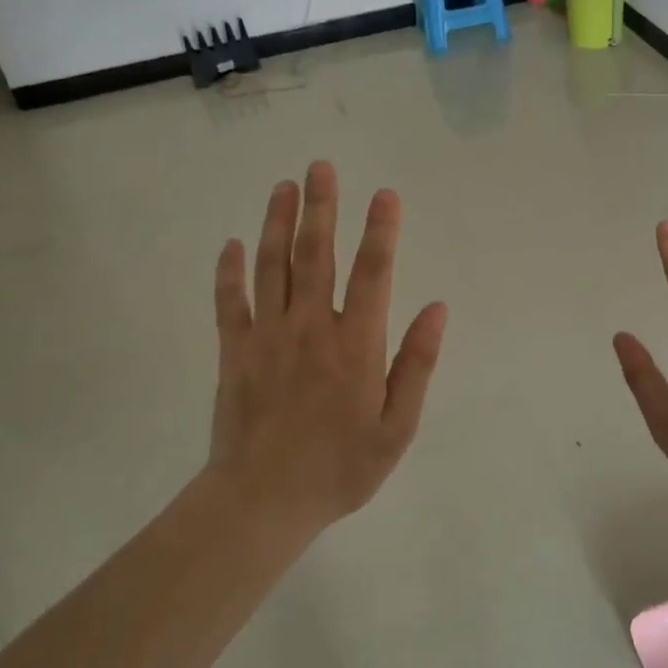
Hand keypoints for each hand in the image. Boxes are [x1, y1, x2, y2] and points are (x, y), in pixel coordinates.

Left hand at [208, 161, 447, 527]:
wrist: (263, 501)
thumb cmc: (340, 467)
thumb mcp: (397, 426)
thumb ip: (417, 364)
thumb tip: (438, 308)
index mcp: (356, 343)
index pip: (373, 272)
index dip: (381, 230)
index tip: (385, 194)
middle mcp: (311, 327)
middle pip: (316, 254)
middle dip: (322, 207)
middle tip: (321, 166)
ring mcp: (267, 336)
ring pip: (272, 266)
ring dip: (278, 222)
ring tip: (284, 186)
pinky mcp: (234, 351)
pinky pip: (230, 301)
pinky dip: (229, 271)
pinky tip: (232, 244)